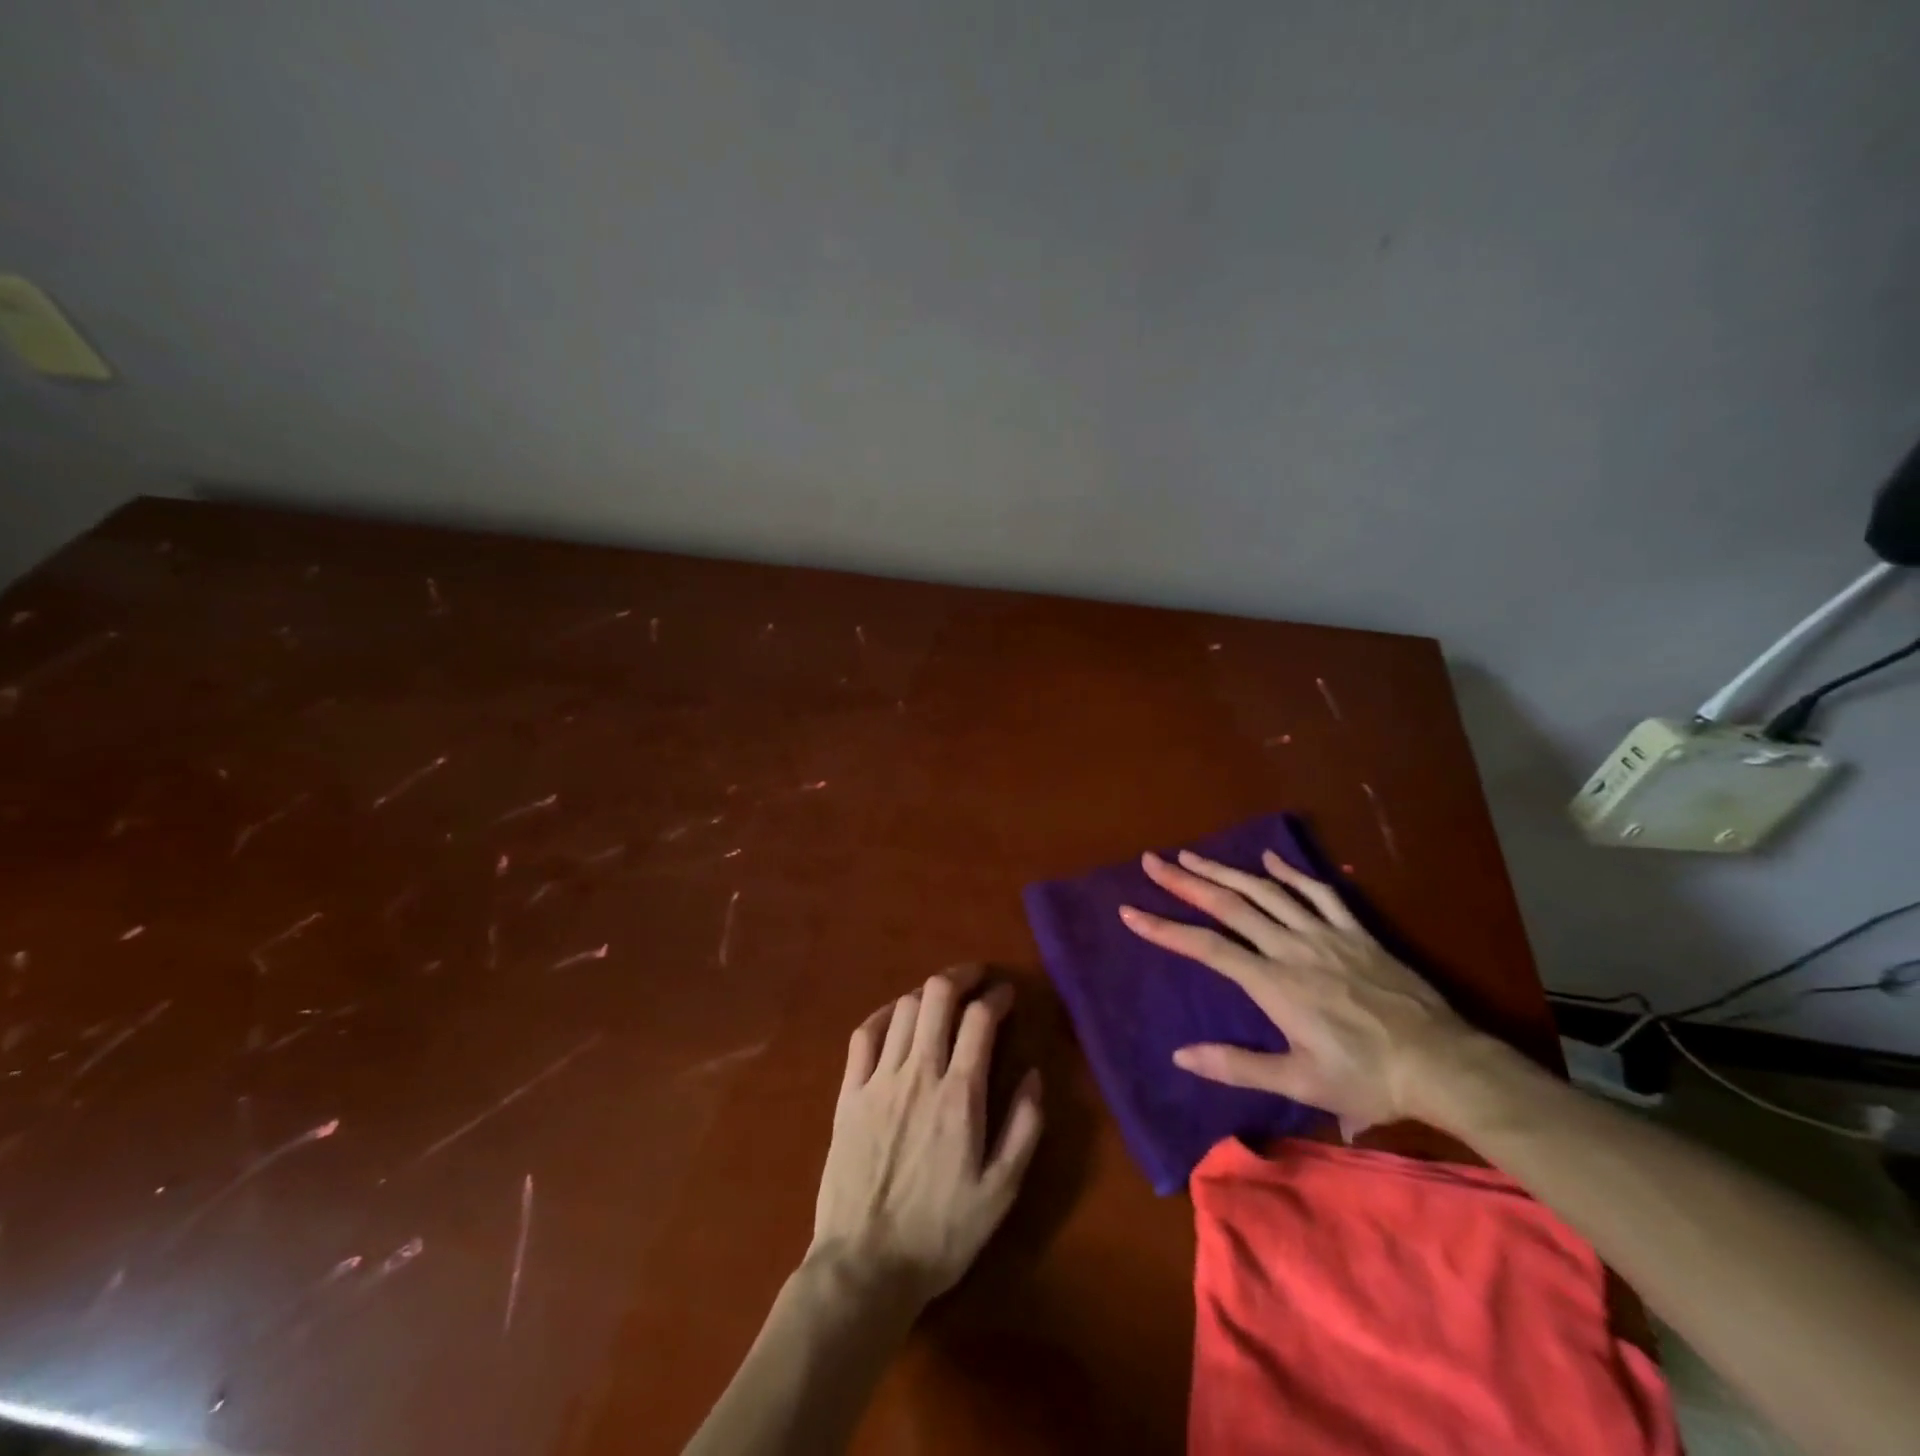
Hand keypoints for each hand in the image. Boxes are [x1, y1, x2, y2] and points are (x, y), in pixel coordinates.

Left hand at [809, 966, 1043, 1308]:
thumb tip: (1034, 1074)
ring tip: (943, 998)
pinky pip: (865, 1034)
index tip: (1008, 995)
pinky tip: (898, 1015)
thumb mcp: (1000, 1191)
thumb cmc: (941, 1233)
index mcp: (959, 1095)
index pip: (980, 1020)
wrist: (865, 1266)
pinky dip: (886, 1013)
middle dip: (961, 976)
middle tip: (977, 977)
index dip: (997, 997)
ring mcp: (878, 1080)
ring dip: (928, 993)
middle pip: (937, 996)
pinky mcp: (849, 1093)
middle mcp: (918, 1073)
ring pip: (904, 1009)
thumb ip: (1024, 1127)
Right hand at [1119, 848, 1485, 1136]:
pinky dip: (1290, 872)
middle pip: (1229, 906)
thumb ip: (1237, 1065)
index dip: (1164, 928)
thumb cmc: (1366, 1078)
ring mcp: (1324, 934)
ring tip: (1192, 855)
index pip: (1206, 947)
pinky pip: (1318, 892)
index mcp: (1273, 983)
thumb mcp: (1300, 1082)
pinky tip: (1269, 860)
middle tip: (1153, 861)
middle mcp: (1291, 947)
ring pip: (1265, 891)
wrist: (1442, 1064)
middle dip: (1186, 881)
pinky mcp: (1355, 931)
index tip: (1129, 910)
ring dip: (1225, 871)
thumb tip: (1180, 1055)